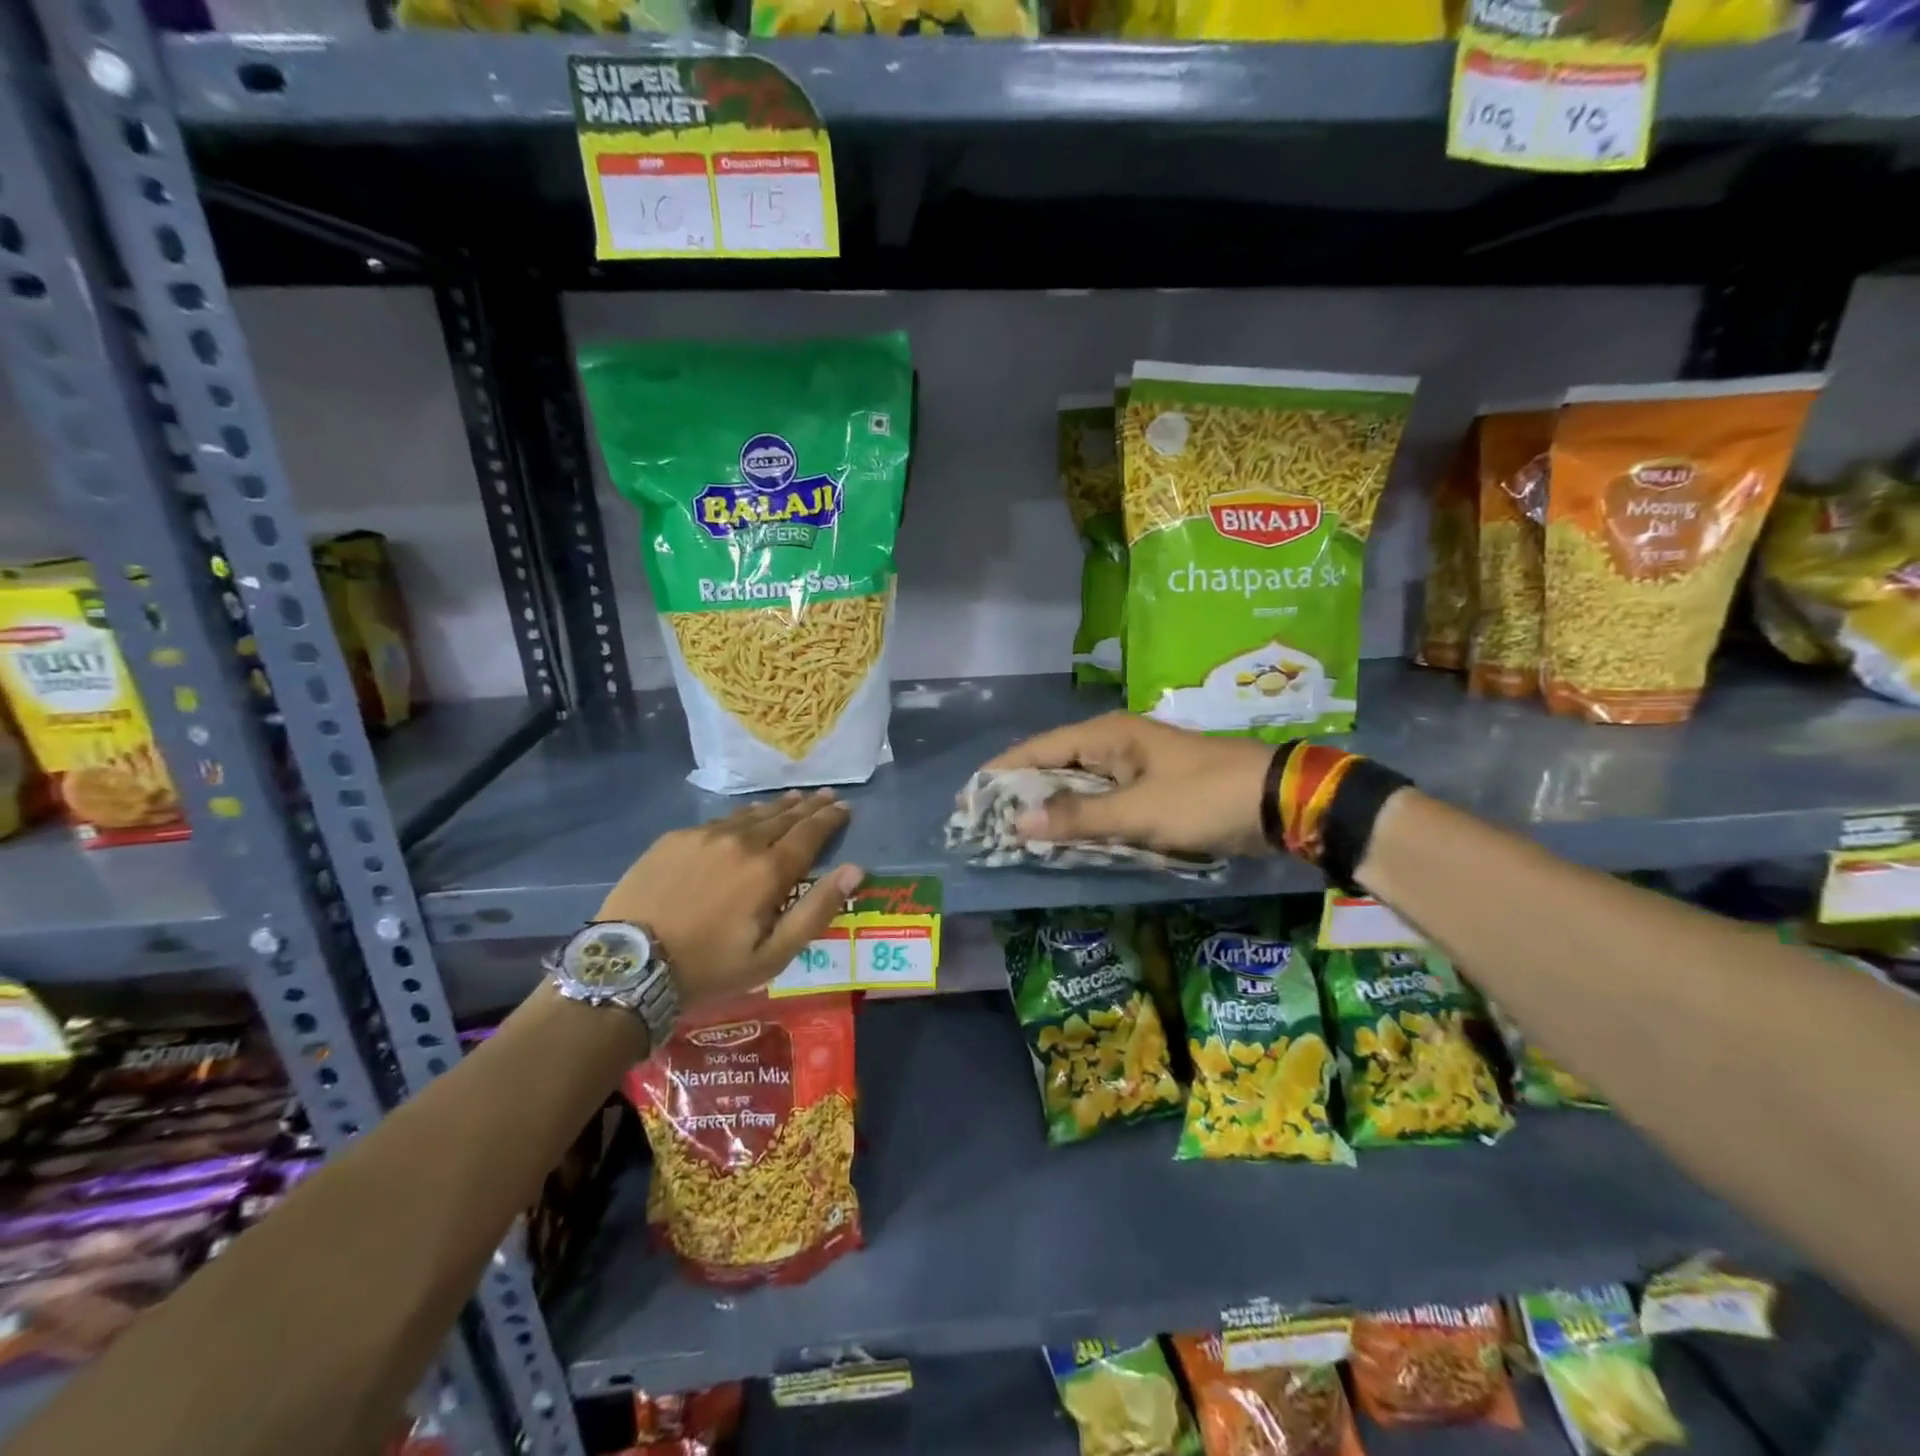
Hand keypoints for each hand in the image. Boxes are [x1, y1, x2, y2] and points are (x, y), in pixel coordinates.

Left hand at [596, 790, 861, 1008]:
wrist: (628, 965)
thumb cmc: (709, 968)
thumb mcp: (772, 955)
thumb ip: (816, 910)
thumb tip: (854, 869)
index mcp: (768, 871)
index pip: (809, 834)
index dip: (829, 819)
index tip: (843, 806)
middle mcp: (741, 842)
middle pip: (783, 817)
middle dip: (808, 806)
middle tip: (825, 795)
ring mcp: (704, 836)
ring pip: (750, 815)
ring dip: (776, 807)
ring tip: (792, 798)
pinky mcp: (675, 839)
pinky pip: (718, 821)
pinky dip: (740, 817)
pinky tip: (743, 819)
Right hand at [982, 713, 1274, 859]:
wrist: (1280, 801)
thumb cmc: (1204, 798)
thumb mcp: (1138, 813)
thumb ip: (1076, 818)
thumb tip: (1016, 822)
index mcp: (1106, 736)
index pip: (1037, 750)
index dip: (1002, 774)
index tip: (969, 800)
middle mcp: (1115, 743)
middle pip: (1054, 765)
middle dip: (1022, 794)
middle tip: (987, 825)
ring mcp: (1134, 765)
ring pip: (1078, 785)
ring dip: (1051, 808)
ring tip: (1015, 835)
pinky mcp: (1151, 786)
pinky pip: (1103, 800)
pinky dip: (1082, 818)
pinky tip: (1065, 838)